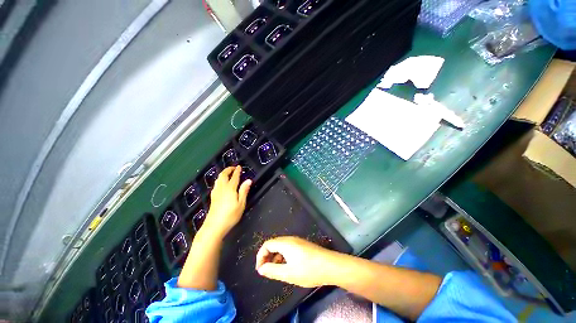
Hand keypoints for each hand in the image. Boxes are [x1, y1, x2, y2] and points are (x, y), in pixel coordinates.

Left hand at [203, 166, 251, 237]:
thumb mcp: (241, 204)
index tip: (239, 166)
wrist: (214, 226)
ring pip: (218, 179)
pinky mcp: (213, 197)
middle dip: (228, 170)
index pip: (234, 177)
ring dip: (223, 174)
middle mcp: (222, 188)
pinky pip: (216, 184)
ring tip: (228, 173)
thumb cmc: (231, 215)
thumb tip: (248, 180)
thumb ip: (244, 191)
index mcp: (230, 189)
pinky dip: (219, 180)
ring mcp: (216, 193)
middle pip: (223, 175)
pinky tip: (220, 184)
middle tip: (233, 168)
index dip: (237, 171)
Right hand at [255, 236, 338, 287]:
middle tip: (266, 270)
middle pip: (274, 244)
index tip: (260, 269)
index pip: (267, 244)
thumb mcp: (288, 273)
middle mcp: (291, 239)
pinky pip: (288, 248)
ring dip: (275, 257)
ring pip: (281, 246)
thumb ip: (272, 270)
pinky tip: (287, 266)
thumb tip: (261, 269)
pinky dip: (283, 256)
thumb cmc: (309, 270)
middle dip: (267, 256)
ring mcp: (298, 241)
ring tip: (276, 270)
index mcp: (285, 243)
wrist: (331, 266)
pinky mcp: (303, 245)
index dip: (261, 256)